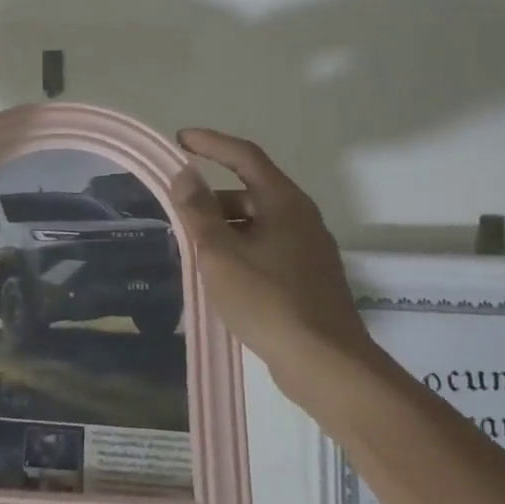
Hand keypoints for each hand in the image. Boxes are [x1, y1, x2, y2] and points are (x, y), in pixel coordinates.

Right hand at [170, 127, 376, 403]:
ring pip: (258, 222)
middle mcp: (301, 217)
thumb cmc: (268, 299)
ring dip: (224, 225)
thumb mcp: (220, 253)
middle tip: (179, 211)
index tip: (180, 140)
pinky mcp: (309, 277)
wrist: (326, 363)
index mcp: (284, 202)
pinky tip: (221, 274)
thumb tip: (185, 174)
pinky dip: (240, 247)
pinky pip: (267, 247)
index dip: (211, 143)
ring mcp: (309, 249)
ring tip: (193, 247)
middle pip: (251, 190)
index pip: (244, 156)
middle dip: (212, 196)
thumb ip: (199, 211)